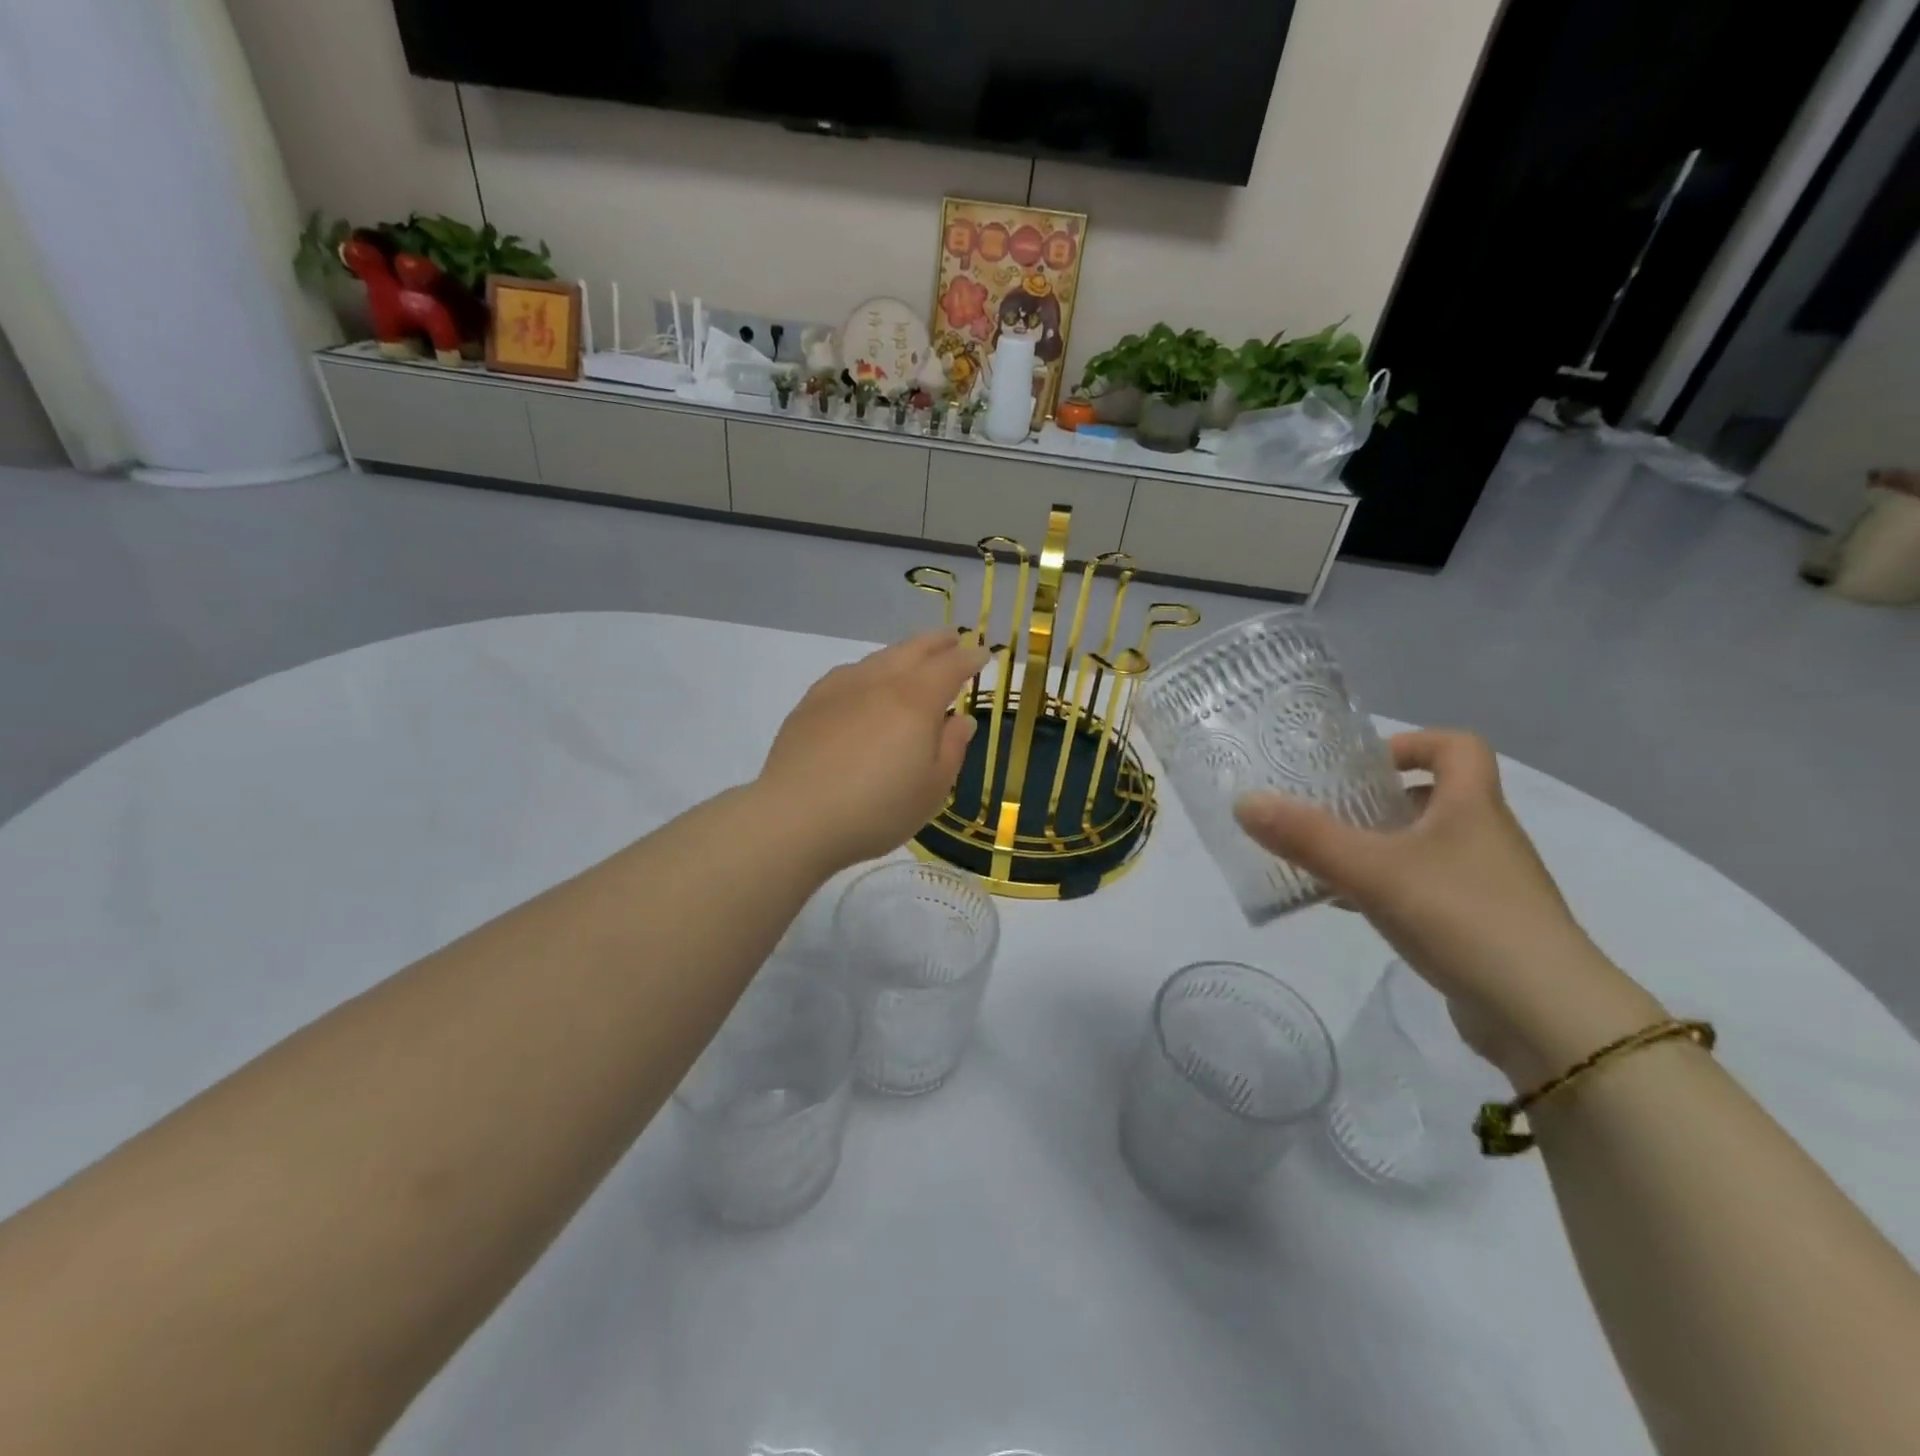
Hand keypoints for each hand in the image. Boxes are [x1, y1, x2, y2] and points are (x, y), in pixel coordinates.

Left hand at [758, 632, 986, 871]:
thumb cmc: (877, 810)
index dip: (970, 658)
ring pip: (879, 658)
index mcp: (916, 700)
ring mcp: (841, 688)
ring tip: (912, 658)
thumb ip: (951, 749)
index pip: (950, 666)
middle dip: (937, 642)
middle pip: (913, 649)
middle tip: (953, 638)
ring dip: (902, 653)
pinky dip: (869, 669)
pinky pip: (849, 673)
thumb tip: (961, 720)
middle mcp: (880, 682)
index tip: (982, 654)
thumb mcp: (932, 790)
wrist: (796, 818)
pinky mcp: (811, 702)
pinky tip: (865, 682)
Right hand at [1234, 730, 1658, 1083]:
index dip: (1411, 743)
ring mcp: (1488, 885)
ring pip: (1426, 847)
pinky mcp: (1482, 927)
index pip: (1457, 746)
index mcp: (1472, 807)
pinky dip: (1388, 889)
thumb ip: (1306, 837)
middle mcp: (1486, 837)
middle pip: (1434, 797)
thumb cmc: (1462, 917)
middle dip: (1378, 801)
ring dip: (1379, 847)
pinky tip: (1351, 909)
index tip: (1363, 766)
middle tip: (1328, 813)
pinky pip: (1427, 890)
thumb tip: (1245, 802)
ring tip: (1326, 861)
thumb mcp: (1372, 871)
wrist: (1547, 1017)